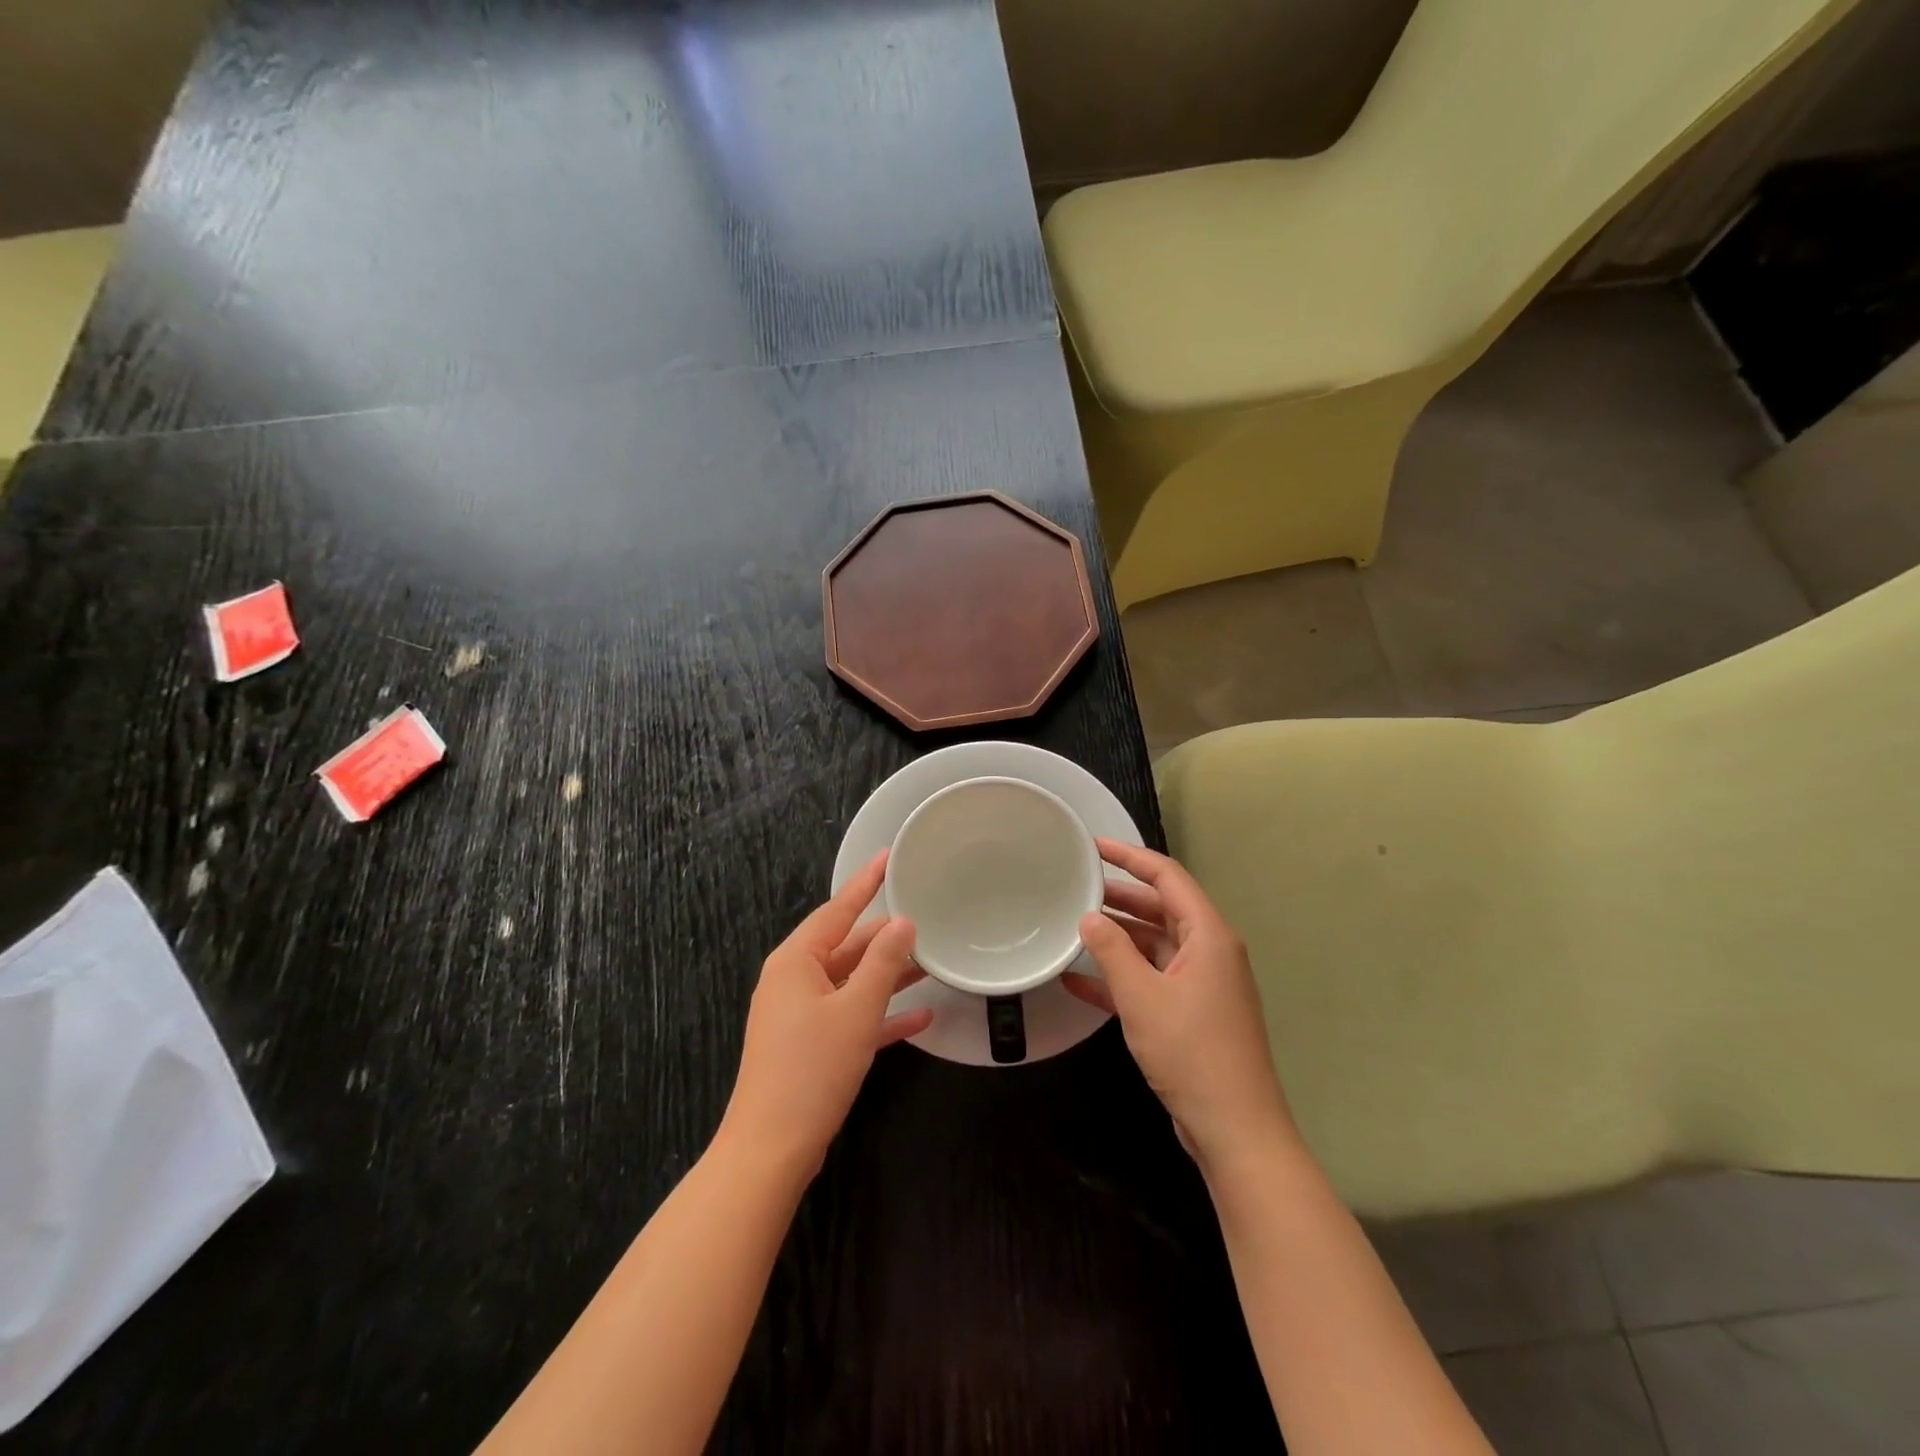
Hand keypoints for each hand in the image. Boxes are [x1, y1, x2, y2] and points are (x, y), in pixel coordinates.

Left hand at [720, 851, 930, 1181]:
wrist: (771, 1149)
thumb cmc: (812, 1068)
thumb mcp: (856, 1009)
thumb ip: (883, 962)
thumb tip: (903, 922)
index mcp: (796, 961)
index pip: (837, 908)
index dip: (866, 882)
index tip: (888, 855)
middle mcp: (794, 980)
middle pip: (846, 945)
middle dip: (884, 936)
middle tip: (923, 917)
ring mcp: (800, 1015)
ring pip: (850, 982)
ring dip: (887, 976)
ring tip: (929, 963)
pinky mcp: (809, 1045)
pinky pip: (849, 1016)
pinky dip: (880, 1015)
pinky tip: (920, 1017)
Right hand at [1064, 840, 1300, 1172]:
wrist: (1235, 1130)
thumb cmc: (1192, 1052)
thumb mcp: (1143, 997)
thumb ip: (1112, 951)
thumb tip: (1088, 917)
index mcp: (1209, 936)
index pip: (1168, 877)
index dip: (1130, 856)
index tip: (1093, 846)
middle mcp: (1209, 952)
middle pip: (1161, 909)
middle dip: (1119, 897)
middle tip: (1076, 886)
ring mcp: (1201, 984)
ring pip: (1153, 945)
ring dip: (1117, 938)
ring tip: (1072, 927)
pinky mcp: (1191, 1014)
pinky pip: (1151, 981)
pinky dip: (1120, 978)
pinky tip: (1078, 980)